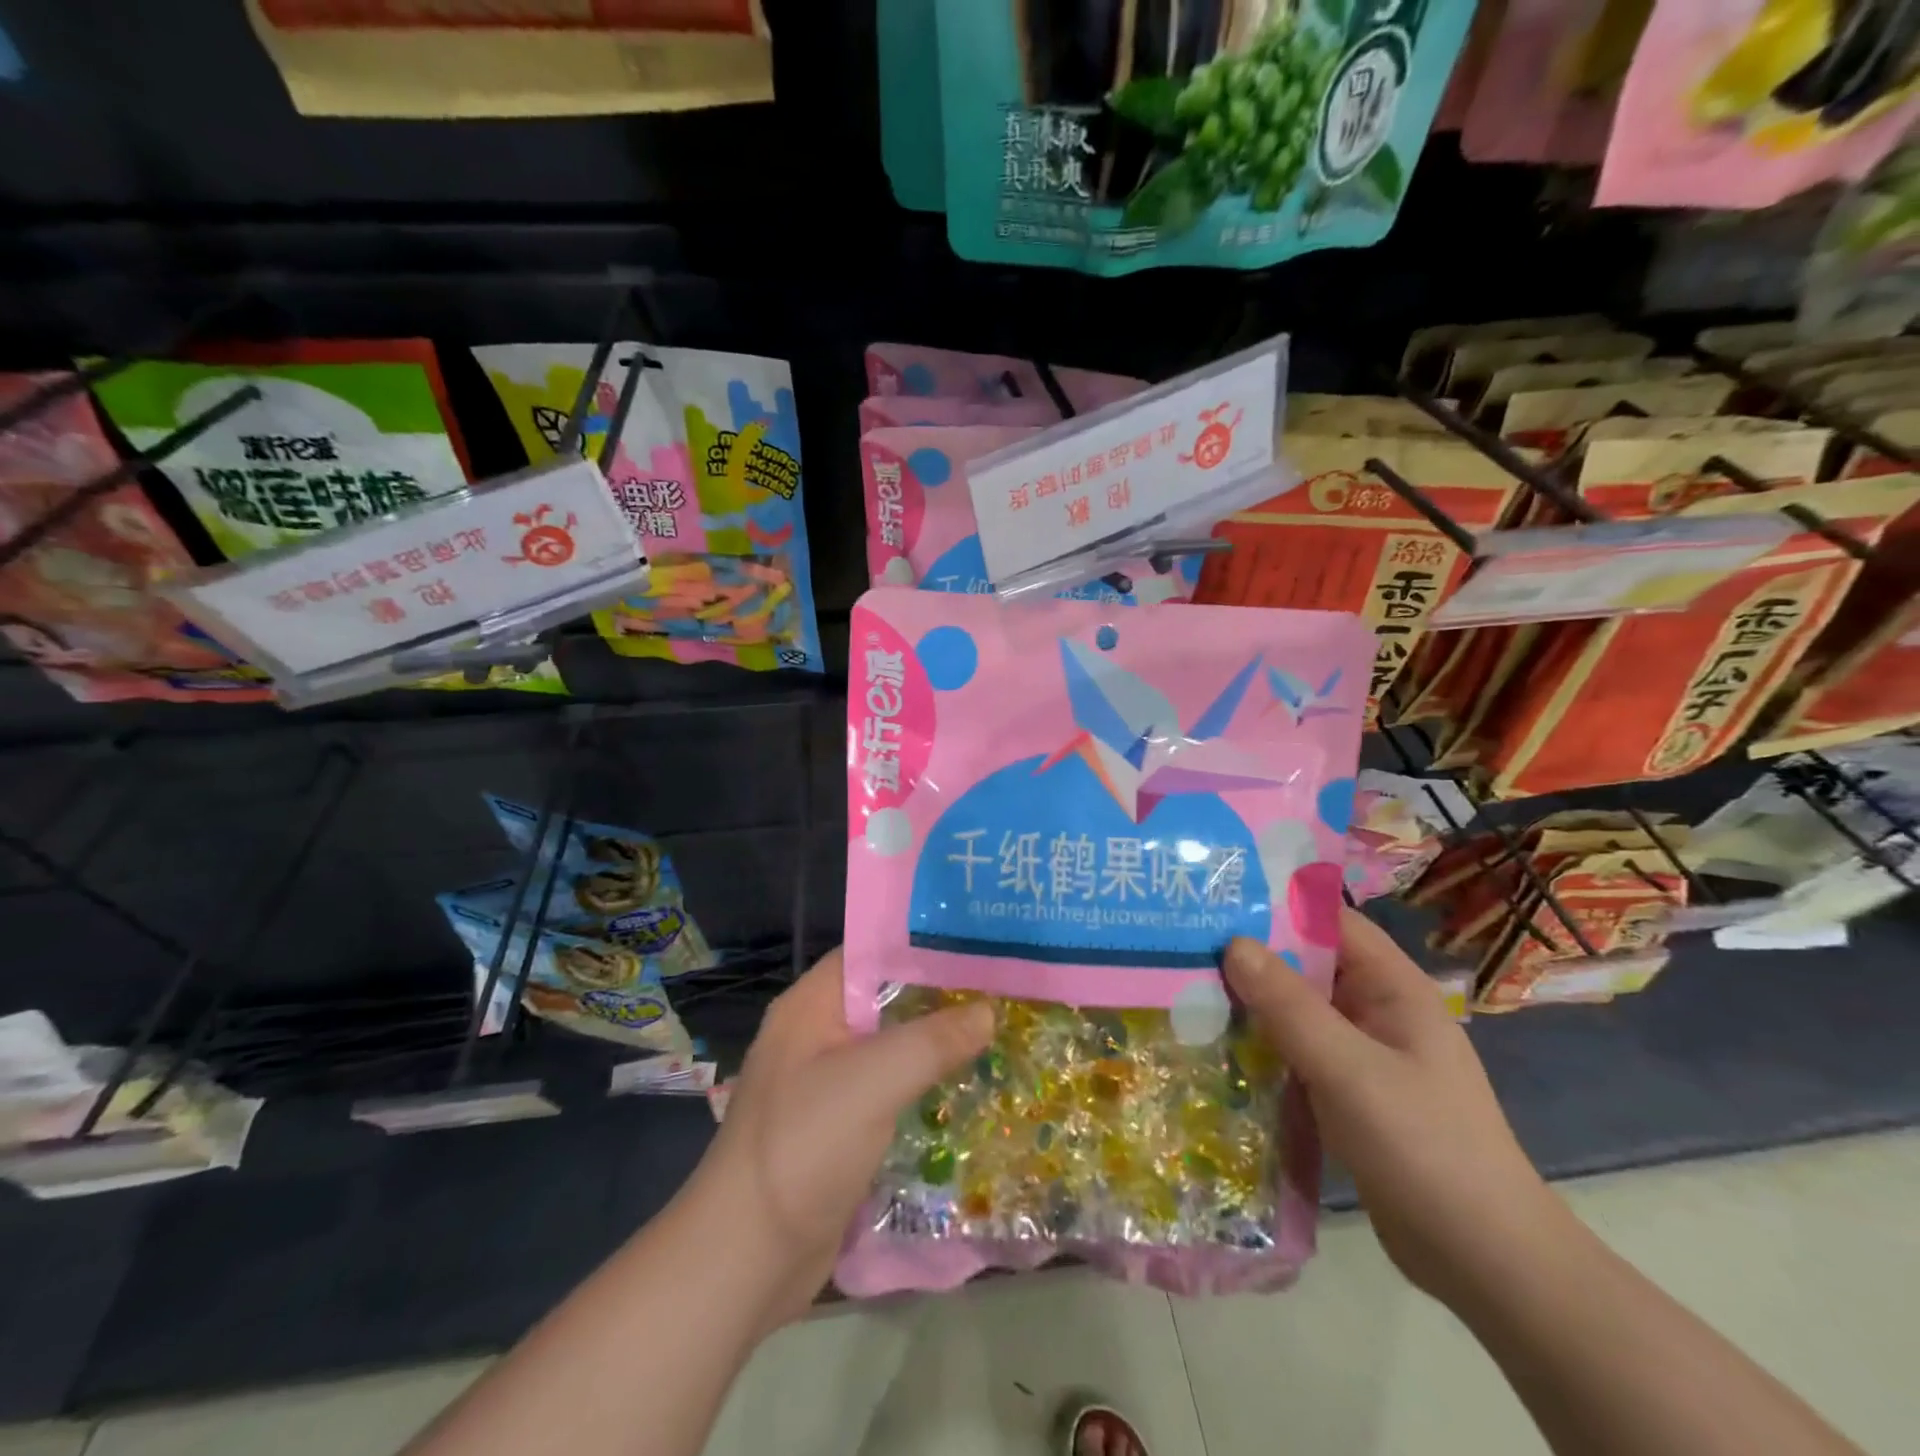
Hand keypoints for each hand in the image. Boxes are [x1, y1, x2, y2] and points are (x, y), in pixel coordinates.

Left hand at [695, 948, 993, 1323]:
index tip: (979, 944)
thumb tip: (988, 1011)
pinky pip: (889, 1090)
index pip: (872, 951)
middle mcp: (817, 1034)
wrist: (745, 1259)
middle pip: (886, 999)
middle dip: (939, 996)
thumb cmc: (804, 1147)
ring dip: (936, 1044)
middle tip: (1002, 989)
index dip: (923, 943)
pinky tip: (968, 1088)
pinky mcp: (839, 1127)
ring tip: (999, 1032)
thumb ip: (933, 1040)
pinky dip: (924, 1085)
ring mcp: (827, 1083)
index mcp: (811, 1005)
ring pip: (891, 1047)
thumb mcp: (873, 1081)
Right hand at [1222, 909, 1565, 1305]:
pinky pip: (1297, 1050)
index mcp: (1393, 989)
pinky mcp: (1347, 1091)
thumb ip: (1289, 1006)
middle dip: (1251, 954)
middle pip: (1307, 963)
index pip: (1331, 922)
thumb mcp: (1349, 1070)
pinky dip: (1262, 1043)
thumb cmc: (1423, 1148)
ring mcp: (1362, 1053)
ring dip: (1251, 1001)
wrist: (1483, 1260)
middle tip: (1183, 942)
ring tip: (1185, 986)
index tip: (1216, 898)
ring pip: (1297, 1009)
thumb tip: (1233, 943)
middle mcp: (1377, 1011)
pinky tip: (1215, 1044)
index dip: (1278, 905)